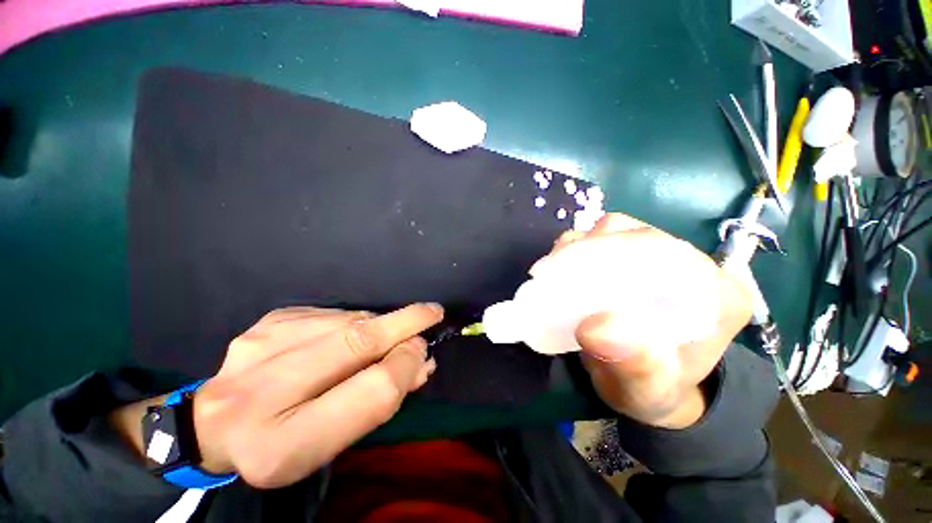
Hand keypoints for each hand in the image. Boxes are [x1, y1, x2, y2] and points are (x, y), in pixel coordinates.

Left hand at [111, 304, 442, 488]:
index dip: (404, 367)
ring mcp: (260, 344)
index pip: (368, 394)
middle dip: (403, 324)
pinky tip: (349, 333)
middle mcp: (261, 390)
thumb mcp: (331, 443)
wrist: (213, 424)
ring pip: (348, 321)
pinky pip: (331, 313)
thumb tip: (422, 359)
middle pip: (355, 343)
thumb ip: (379, 400)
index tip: (424, 352)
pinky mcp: (267, 320)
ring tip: (389, 333)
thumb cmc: (283, 443)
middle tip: (432, 312)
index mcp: (283, 444)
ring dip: (380, 324)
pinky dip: (354, 320)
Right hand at [535, 214, 751, 428]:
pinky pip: (600, 237)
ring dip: (578, 248)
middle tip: (551, 275)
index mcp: (717, 296)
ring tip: (553, 272)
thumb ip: (633, 367)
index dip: (615, 255)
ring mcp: (659, 257)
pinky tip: (559, 269)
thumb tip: (597, 327)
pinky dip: (574, 247)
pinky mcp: (632, 258)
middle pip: (636, 237)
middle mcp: (692, 266)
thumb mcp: (645, 392)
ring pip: (616, 230)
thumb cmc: (650, 391)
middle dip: (588, 251)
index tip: (569, 274)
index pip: (670, 254)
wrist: (645, 384)